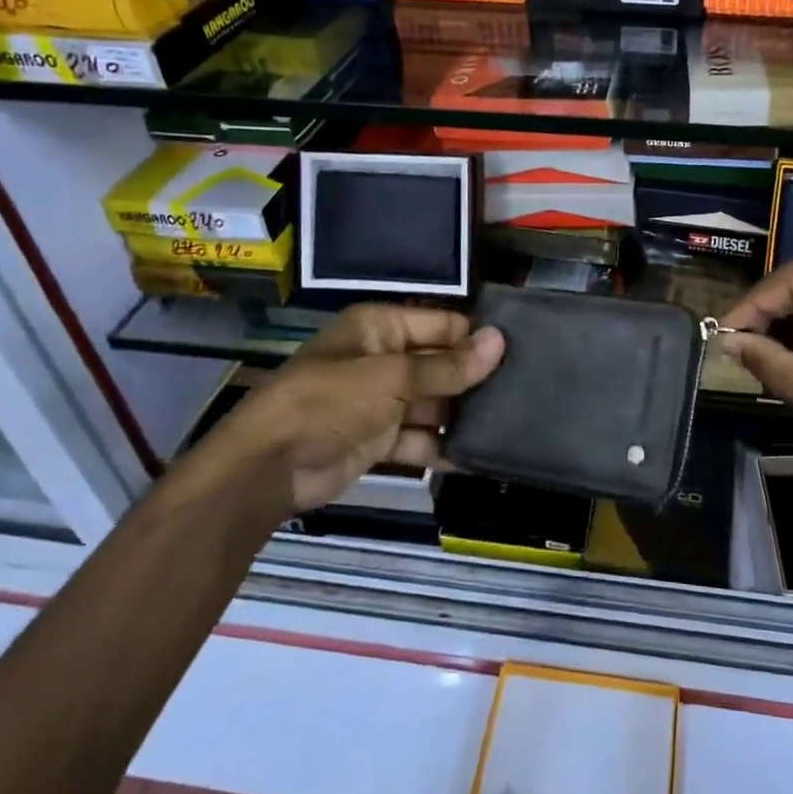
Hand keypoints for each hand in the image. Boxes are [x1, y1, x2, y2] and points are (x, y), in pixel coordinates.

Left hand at [207, 305, 503, 515]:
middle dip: (474, 379)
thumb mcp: (390, 378)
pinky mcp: (379, 439)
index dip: (477, 338)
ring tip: (509, 422)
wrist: (267, 469)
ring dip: (461, 415)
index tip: (522, 352)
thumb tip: (500, 340)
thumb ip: (447, 366)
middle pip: (441, 364)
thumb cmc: (328, 403)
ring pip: (433, 403)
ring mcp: (382, 400)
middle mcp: (384, 358)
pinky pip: (419, 438)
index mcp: (381, 328)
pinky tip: (476, 455)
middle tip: (525, 390)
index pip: (443, 324)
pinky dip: (440, 447)